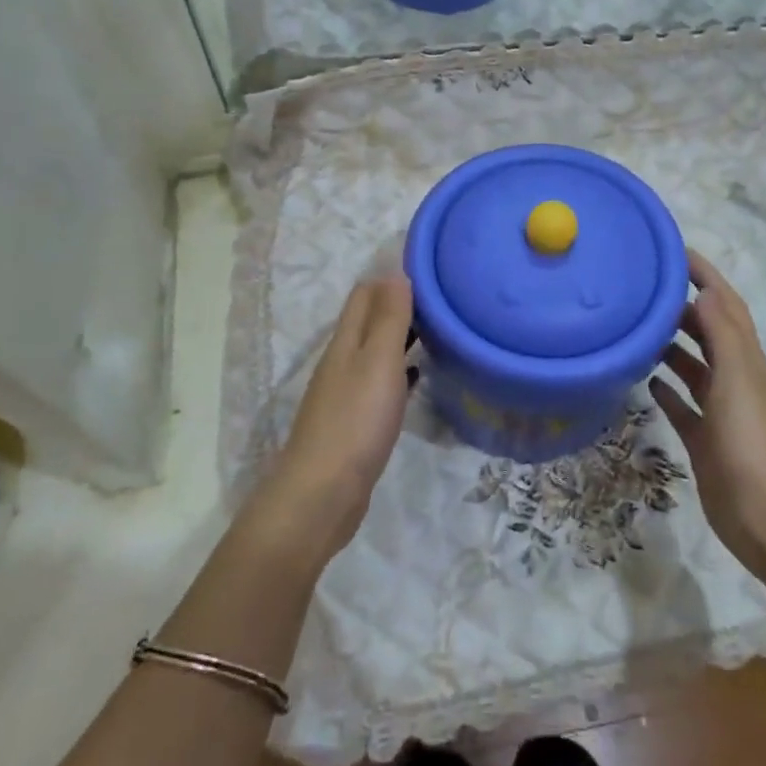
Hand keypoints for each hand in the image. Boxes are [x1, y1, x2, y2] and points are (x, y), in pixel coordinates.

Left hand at [261, 276, 414, 558]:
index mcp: (345, 342)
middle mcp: (342, 362)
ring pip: (375, 352)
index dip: (392, 278)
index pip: (365, 294)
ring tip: (438, 331)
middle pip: (369, 321)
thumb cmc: (355, 422)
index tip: (429, 271)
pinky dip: (400, 371)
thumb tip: (395, 272)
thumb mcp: (377, 362)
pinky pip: (380, 384)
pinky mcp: (355, 423)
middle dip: (400, 305)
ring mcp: (346, 394)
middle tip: (442, 300)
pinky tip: (419, 376)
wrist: (323, 495)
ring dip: (401, 337)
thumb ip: (388, 318)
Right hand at [650, 251, 765, 578]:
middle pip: (709, 333)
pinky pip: (683, 407)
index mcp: (748, 362)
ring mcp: (722, 412)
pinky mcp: (706, 441)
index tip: (675, 252)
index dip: (706, 276)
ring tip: (637, 331)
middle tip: (642, 291)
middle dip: (682, 308)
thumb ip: (724, 334)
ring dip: (672, 347)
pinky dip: (667, 391)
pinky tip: (644, 383)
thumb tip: (706, 290)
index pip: (727, 306)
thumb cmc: (753, 443)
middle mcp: (736, 380)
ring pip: (694, 369)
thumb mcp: (740, 381)